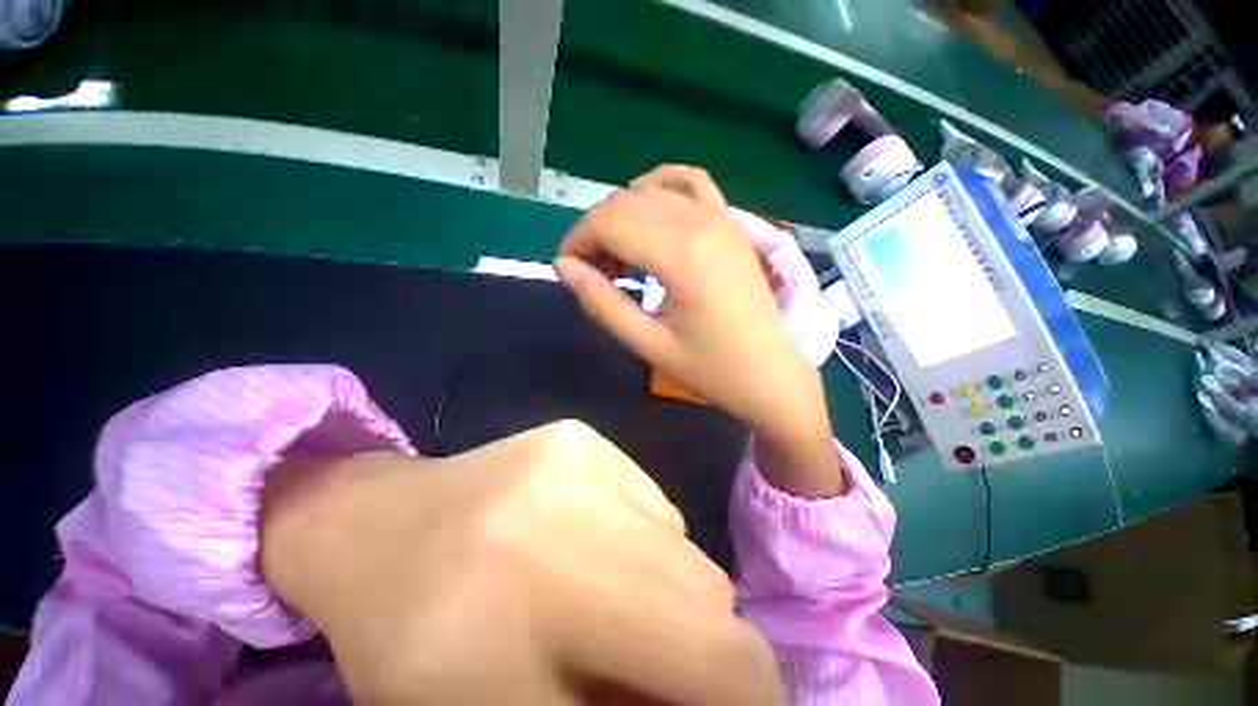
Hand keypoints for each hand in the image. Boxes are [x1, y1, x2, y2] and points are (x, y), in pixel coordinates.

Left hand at [261, 420, 782, 704]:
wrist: (377, 529)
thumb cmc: (416, 641)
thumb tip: (683, 691)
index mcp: (544, 584)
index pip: (706, 646)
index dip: (748, 692)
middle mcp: (573, 495)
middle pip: (702, 588)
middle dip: (699, 645)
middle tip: (654, 664)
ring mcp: (580, 449)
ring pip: (679, 541)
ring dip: (663, 589)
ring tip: (605, 601)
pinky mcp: (580, 435)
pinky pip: (649, 501)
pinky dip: (639, 540)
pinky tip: (585, 545)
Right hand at [554, 165, 843, 496]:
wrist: (773, 374)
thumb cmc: (711, 369)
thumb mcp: (649, 344)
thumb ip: (602, 302)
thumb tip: (563, 267)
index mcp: (679, 253)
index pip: (607, 222)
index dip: (577, 240)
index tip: (568, 269)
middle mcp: (699, 221)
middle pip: (624, 202)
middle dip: (595, 232)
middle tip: (593, 273)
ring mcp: (721, 215)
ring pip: (650, 191)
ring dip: (622, 216)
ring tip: (620, 256)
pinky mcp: (732, 222)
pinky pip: (691, 182)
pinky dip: (660, 189)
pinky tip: (651, 214)